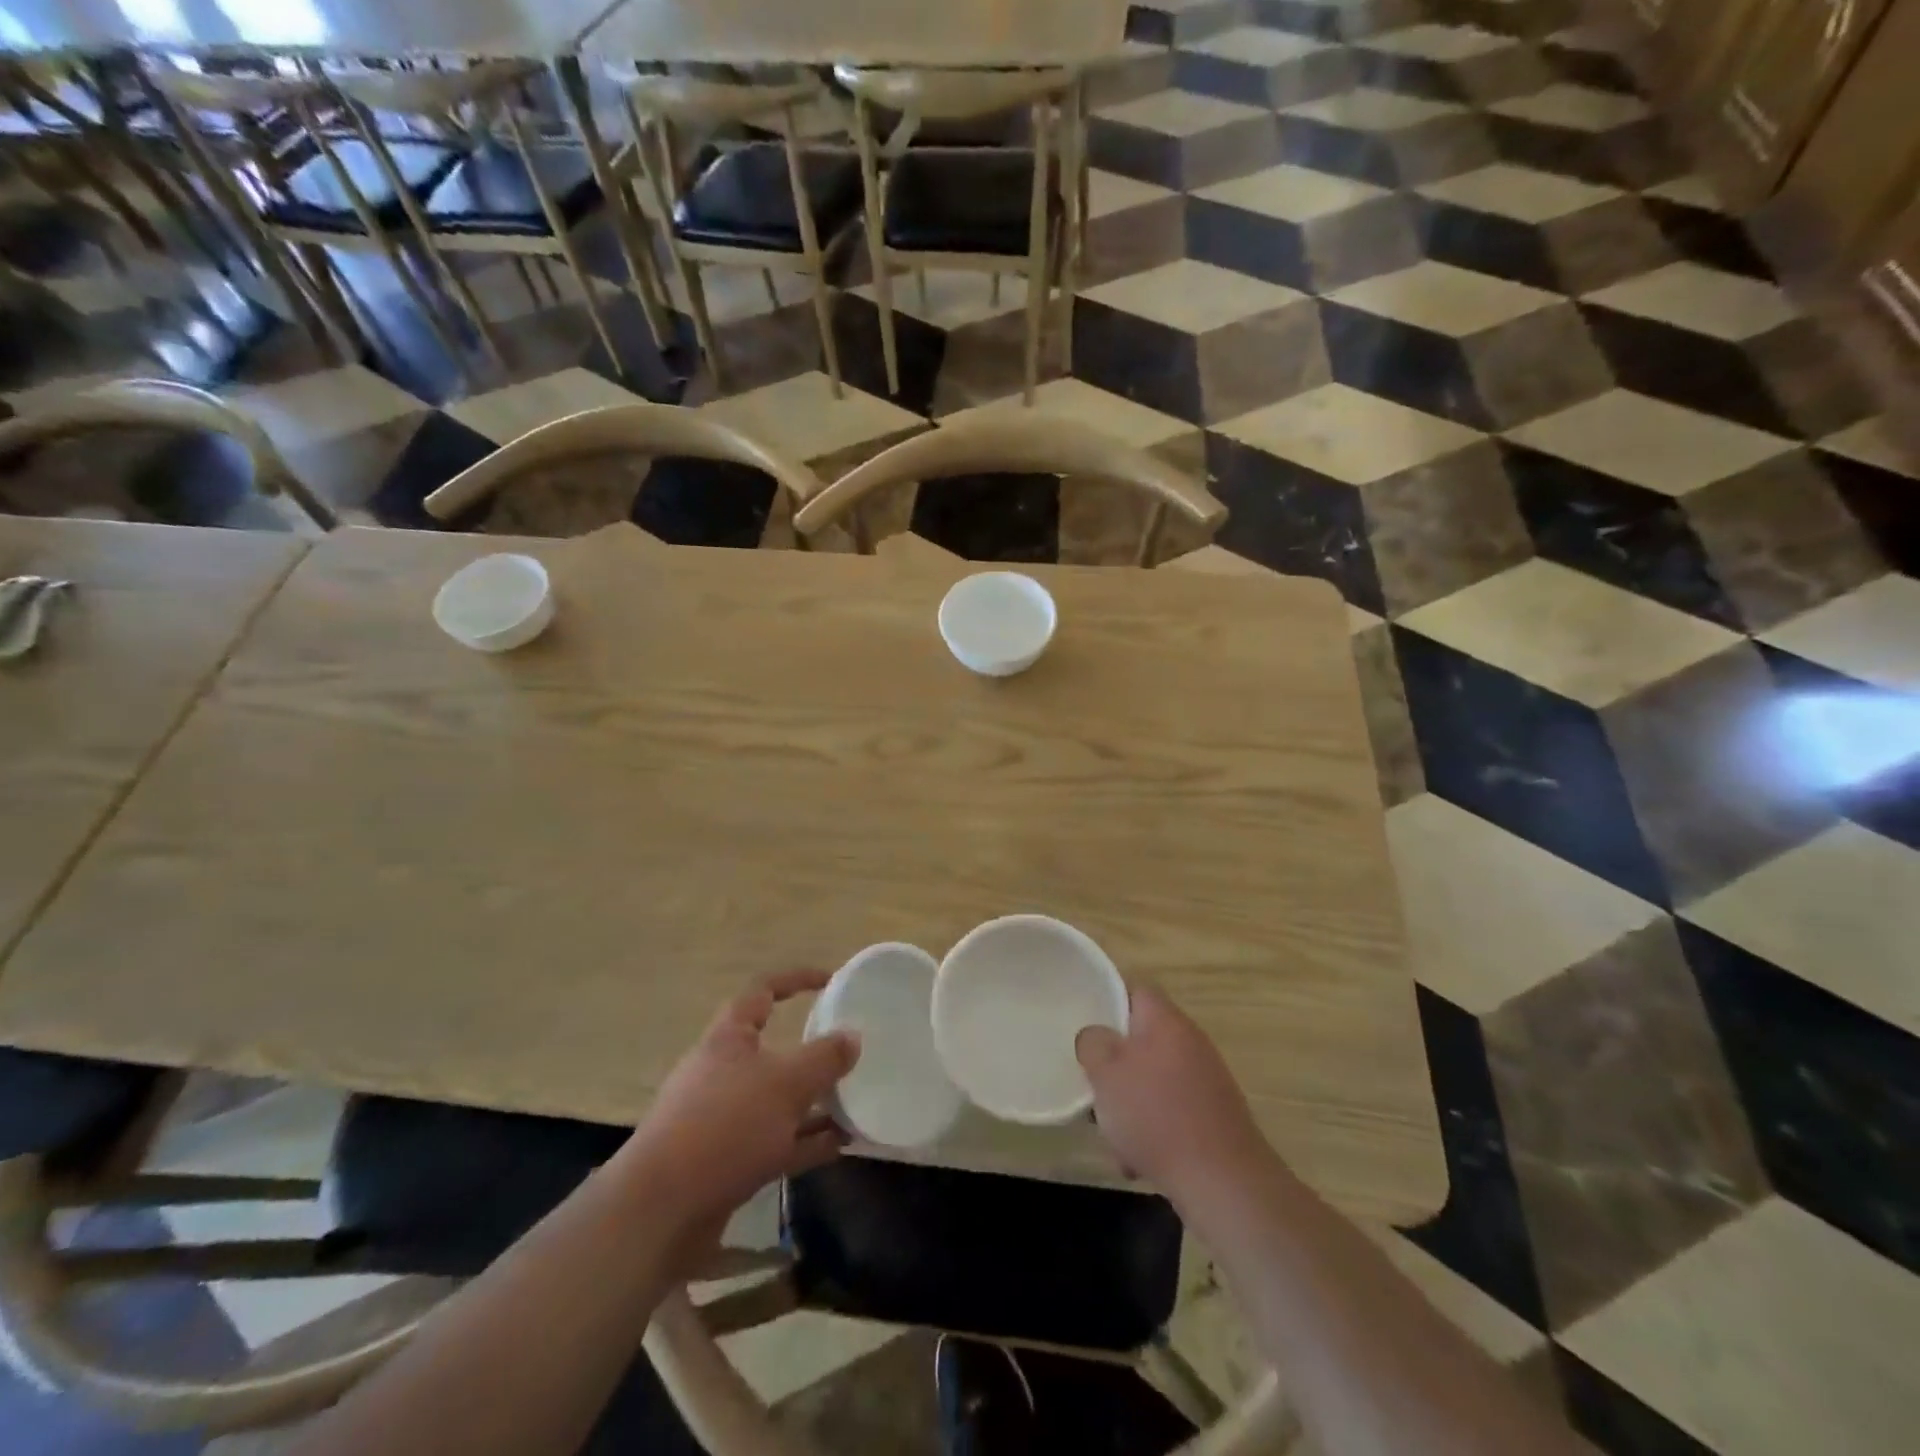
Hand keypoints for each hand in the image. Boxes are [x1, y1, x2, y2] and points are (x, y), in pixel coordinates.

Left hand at [626, 970, 859, 1235]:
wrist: (661, 1210)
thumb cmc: (725, 1126)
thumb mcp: (786, 1083)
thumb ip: (824, 1058)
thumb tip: (852, 1036)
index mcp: (729, 1038)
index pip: (763, 991)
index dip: (797, 980)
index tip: (831, 981)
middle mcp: (723, 1072)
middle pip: (773, 1050)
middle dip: (812, 1052)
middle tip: (849, 1053)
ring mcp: (723, 1119)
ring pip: (778, 1100)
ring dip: (815, 1101)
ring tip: (856, 1102)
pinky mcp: (727, 1161)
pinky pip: (777, 1141)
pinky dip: (808, 1140)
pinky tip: (841, 1145)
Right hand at [1077, 984, 1268, 1204]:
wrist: (1224, 1182)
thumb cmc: (1157, 1116)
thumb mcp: (1106, 1073)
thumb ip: (1093, 1043)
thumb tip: (1097, 1037)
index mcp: (1166, 1021)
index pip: (1135, 990)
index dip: (1108, 1002)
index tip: (1086, 1027)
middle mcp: (1191, 1042)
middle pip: (1142, 1040)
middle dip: (1115, 1066)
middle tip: (1095, 1087)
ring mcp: (1207, 1081)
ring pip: (1153, 1080)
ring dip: (1131, 1104)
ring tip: (1114, 1137)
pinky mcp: (1215, 1117)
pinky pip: (1172, 1111)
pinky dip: (1154, 1130)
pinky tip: (1139, 1162)